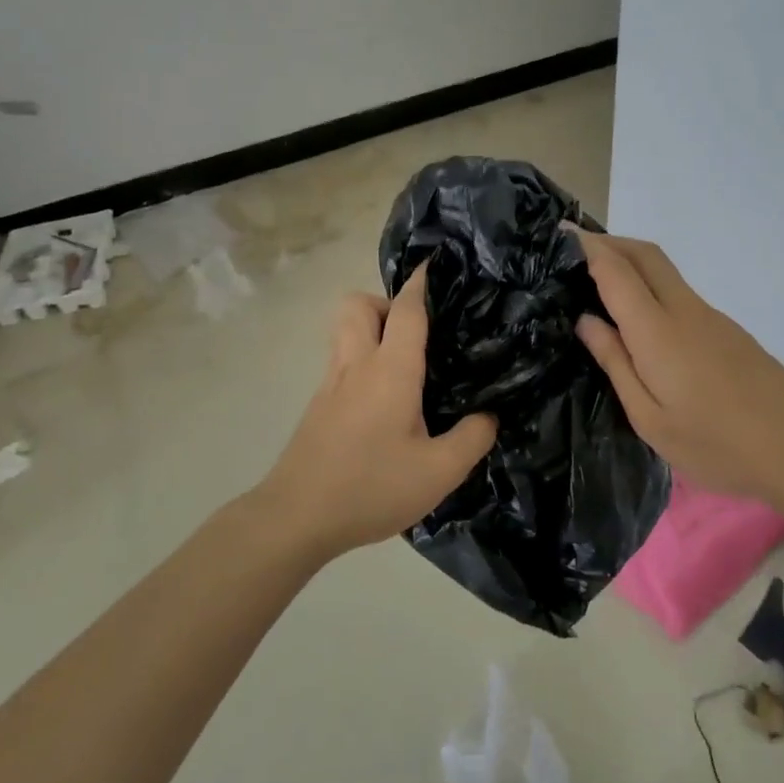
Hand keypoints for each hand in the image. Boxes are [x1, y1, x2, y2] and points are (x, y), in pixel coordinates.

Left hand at [258, 267, 497, 558]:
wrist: (295, 518)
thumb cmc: (370, 488)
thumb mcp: (438, 472)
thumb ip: (472, 438)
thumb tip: (489, 415)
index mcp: (391, 370)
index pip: (406, 310)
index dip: (421, 283)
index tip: (436, 264)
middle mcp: (357, 365)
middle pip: (357, 305)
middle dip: (386, 303)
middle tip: (416, 333)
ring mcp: (331, 385)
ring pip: (345, 331)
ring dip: (371, 330)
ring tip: (404, 365)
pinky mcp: (318, 407)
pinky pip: (342, 362)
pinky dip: (362, 362)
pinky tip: (384, 401)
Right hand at [571, 231, 783, 509]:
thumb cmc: (716, 443)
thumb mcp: (650, 418)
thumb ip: (616, 363)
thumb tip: (586, 320)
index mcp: (657, 330)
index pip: (615, 270)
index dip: (586, 247)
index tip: (557, 234)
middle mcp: (684, 309)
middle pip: (645, 254)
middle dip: (609, 241)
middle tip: (574, 251)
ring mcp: (710, 316)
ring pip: (664, 270)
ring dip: (630, 261)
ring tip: (597, 281)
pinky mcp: (727, 329)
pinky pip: (678, 291)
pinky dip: (649, 284)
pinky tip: (639, 316)